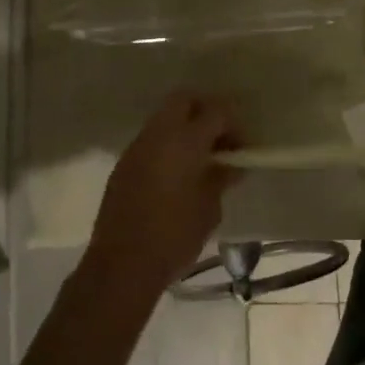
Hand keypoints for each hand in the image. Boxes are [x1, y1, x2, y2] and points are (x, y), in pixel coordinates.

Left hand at [87, 92, 241, 291]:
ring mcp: (137, 146)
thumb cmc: (174, 236)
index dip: (234, 123)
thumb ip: (220, 178)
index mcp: (184, 140)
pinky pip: (151, 140)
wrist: (121, 265)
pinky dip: (168, 144)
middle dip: (206, 110)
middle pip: (184, 99)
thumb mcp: (209, 208)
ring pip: (165, 117)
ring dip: (184, 127)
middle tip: (220, 138)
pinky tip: (177, 173)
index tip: (243, 146)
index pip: (216, 111)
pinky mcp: (124, 164)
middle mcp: (158, 134)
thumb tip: (229, 164)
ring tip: (200, 158)